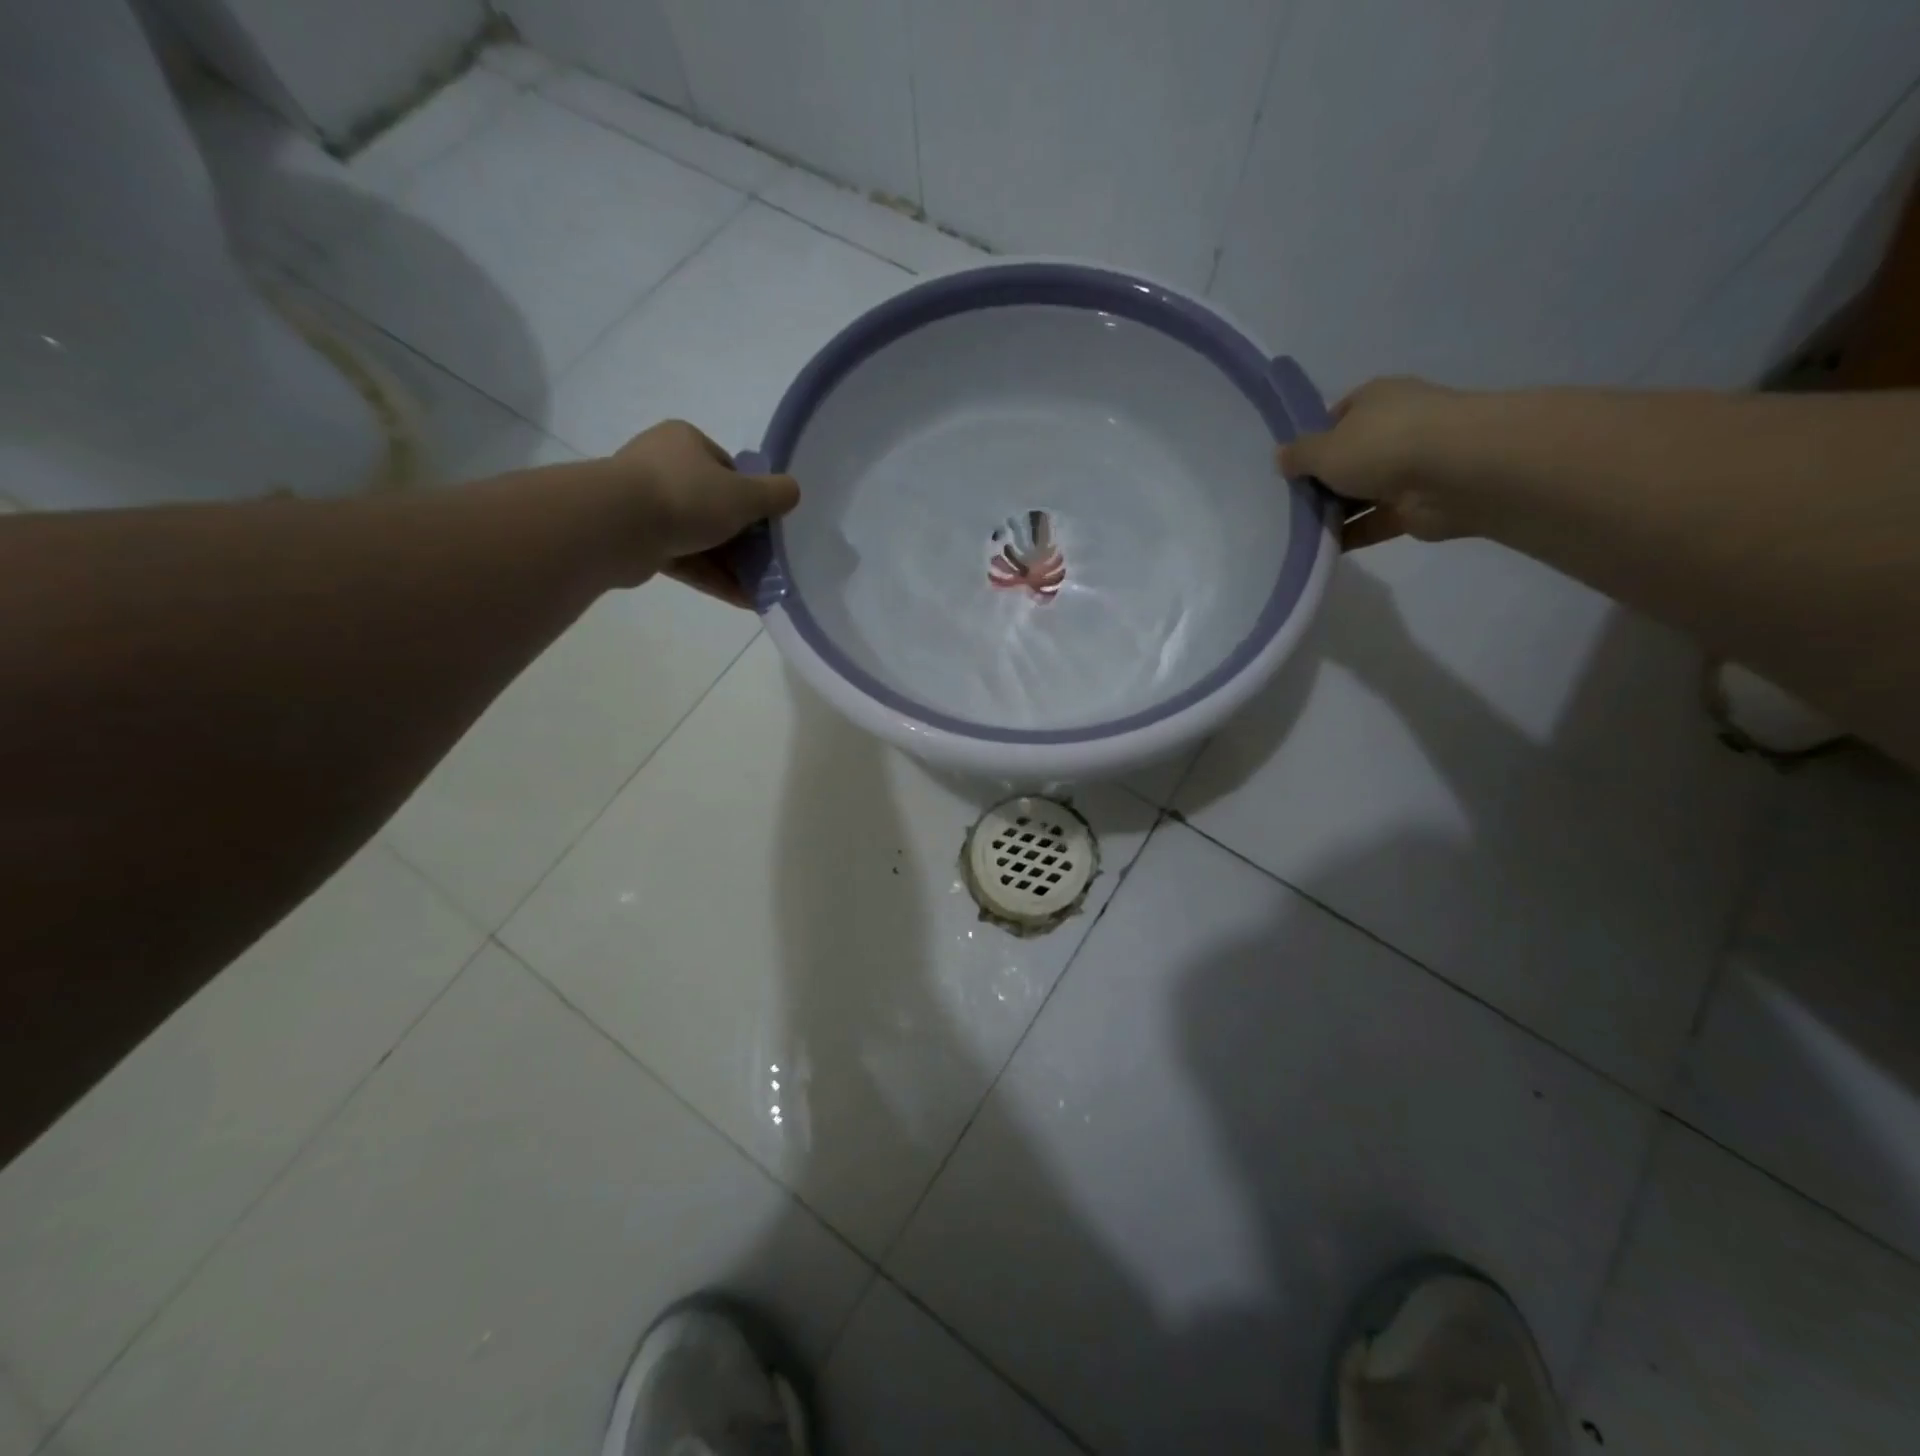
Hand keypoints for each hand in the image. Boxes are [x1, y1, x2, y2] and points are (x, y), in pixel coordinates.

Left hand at [611, 420, 800, 604]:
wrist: (617, 526)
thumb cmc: (686, 497)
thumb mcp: (744, 494)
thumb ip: (775, 494)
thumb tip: (792, 491)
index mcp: (685, 443)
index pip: (728, 468)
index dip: (752, 497)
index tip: (768, 524)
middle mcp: (663, 467)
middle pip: (715, 505)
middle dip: (744, 538)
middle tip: (770, 562)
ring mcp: (647, 506)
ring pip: (701, 537)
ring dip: (732, 564)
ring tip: (762, 588)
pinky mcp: (640, 542)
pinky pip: (686, 560)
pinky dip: (713, 578)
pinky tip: (743, 599)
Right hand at [1278, 377, 1472, 548]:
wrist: (1455, 472)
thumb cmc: (1383, 445)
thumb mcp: (1324, 448)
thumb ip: (1299, 456)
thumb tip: (1281, 457)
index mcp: (1375, 401)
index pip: (1336, 418)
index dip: (1312, 442)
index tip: (1290, 468)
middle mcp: (1394, 429)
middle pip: (1348, 458)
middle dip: (1321, 481)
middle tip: (1287, 504)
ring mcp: (1408, 469)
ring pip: (1360, 493)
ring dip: (1333, 512)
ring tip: (1297, 532)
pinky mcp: (1415, 507)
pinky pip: (1373, 522)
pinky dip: (1350, 535)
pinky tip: (1321, 549)